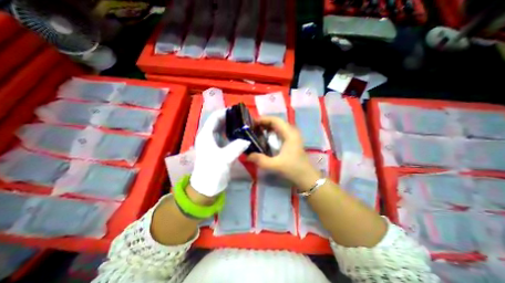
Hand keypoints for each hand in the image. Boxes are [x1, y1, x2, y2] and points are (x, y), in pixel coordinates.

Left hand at [192, 108, 249, 196]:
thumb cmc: (212, 171)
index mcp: (206, 135)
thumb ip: (236, 147)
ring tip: (244, 124)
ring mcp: (214, 143)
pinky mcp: (219, 149)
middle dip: (230, 119)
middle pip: (219, 122)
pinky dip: (233, 135)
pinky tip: (242, 135)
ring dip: (232, 126)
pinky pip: (226, 137)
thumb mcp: (224, 158)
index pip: (215, 118)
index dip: (225, 112)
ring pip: (223, 130)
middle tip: (244, 118)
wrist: (207, 186)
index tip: (238, 111)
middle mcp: (209, 136)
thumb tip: (248, 140)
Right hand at [247, 116, 320, 190]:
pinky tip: (264, 139)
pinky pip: (279, 133)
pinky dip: (271, 133)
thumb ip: (260, 160)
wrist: (307, 178)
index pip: (275, 120)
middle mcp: (292, 132)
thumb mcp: (275, 165)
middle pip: (276, 122)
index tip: (251, 123)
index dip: (263, 119)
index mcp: (289, 134)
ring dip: (267, 128)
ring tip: (255, 132)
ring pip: (278, 127)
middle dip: (263, 123)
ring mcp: (292, 137)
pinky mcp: (291, 142)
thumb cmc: (293, 169)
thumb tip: (246, 155)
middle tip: (251, 128)